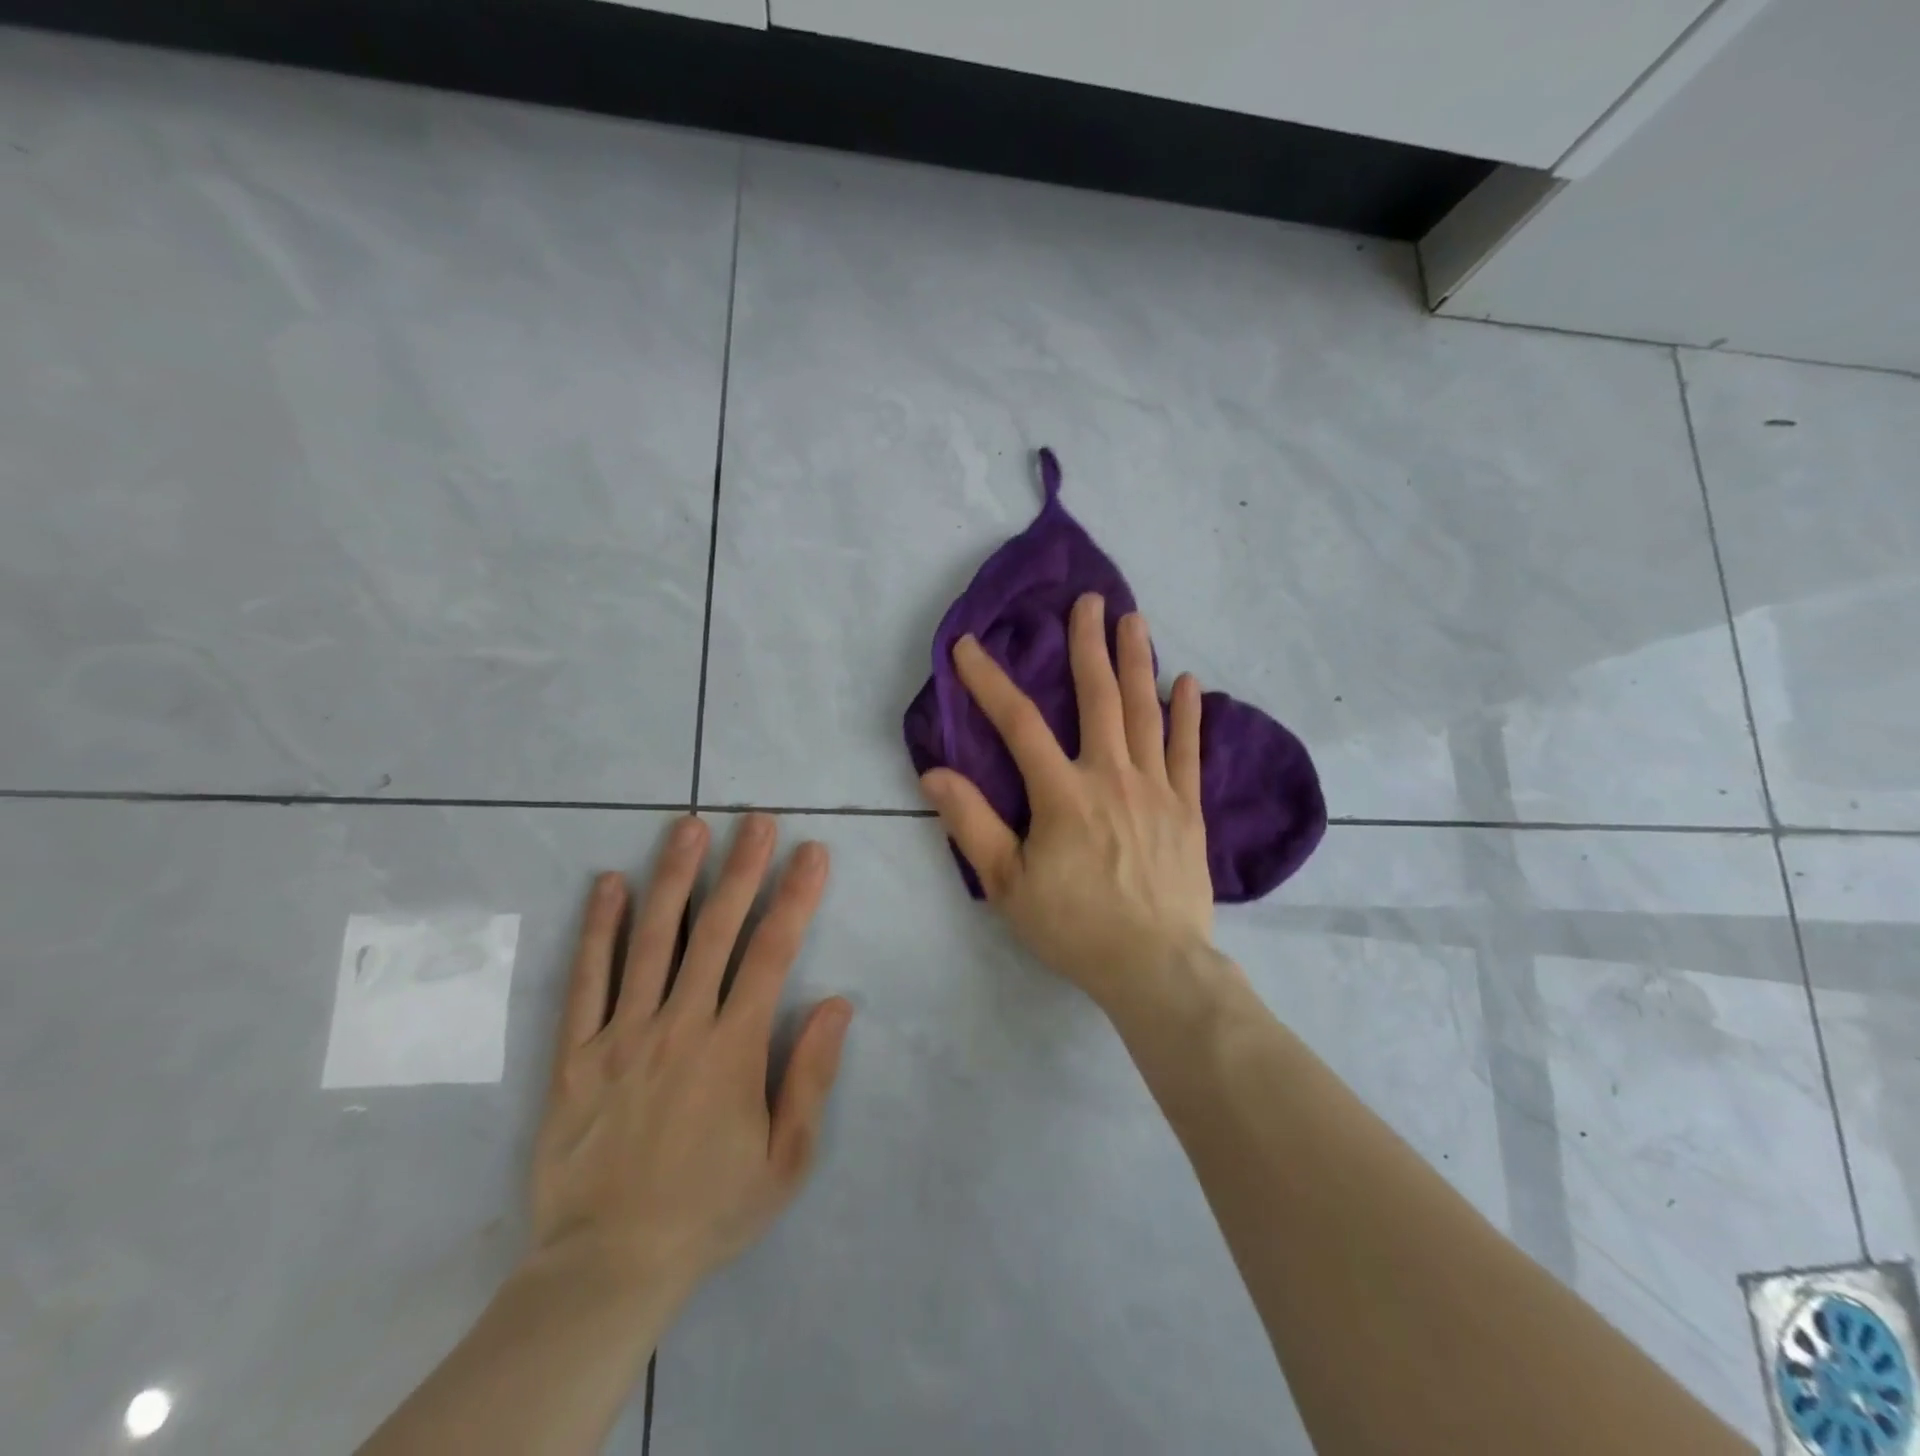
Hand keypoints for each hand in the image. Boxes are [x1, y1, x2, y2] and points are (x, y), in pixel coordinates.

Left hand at [527, 814, 852, 1309]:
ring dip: (674, 878)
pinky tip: (609, 884)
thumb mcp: (786, 1160)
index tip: (811, 853)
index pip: (772, 953)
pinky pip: (586, 980)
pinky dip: (598, 929)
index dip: (796, 897)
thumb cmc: (708, 1209)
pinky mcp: (575, 1054)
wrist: (605, 1267)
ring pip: (651, 940)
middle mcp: (679, 1025)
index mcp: (732, 1048)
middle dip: (741, 869)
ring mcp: (621, 1035)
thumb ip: (811, 1077)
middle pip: (716, 931)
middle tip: (756, 819)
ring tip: (687, 827)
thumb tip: (838, 1004)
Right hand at [918, 592, 1214, 1009]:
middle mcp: (1112, 776)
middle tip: (1088, 601)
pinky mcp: (1188, 809)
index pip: (1018, 724)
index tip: (969, 647)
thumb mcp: (1007, 885)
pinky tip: (1188, 682)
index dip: (990, 682)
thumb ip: (971, 824)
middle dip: (1088, 646)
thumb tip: (935, 773)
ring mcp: (1156, 789)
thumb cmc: (1074, 927)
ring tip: (1135, 620)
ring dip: (1137, 662)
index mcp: (1063, 794)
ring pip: (1145, 713)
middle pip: (1099, 698)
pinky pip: (1189, 752)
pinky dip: (1188, 715)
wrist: (1155, 967)